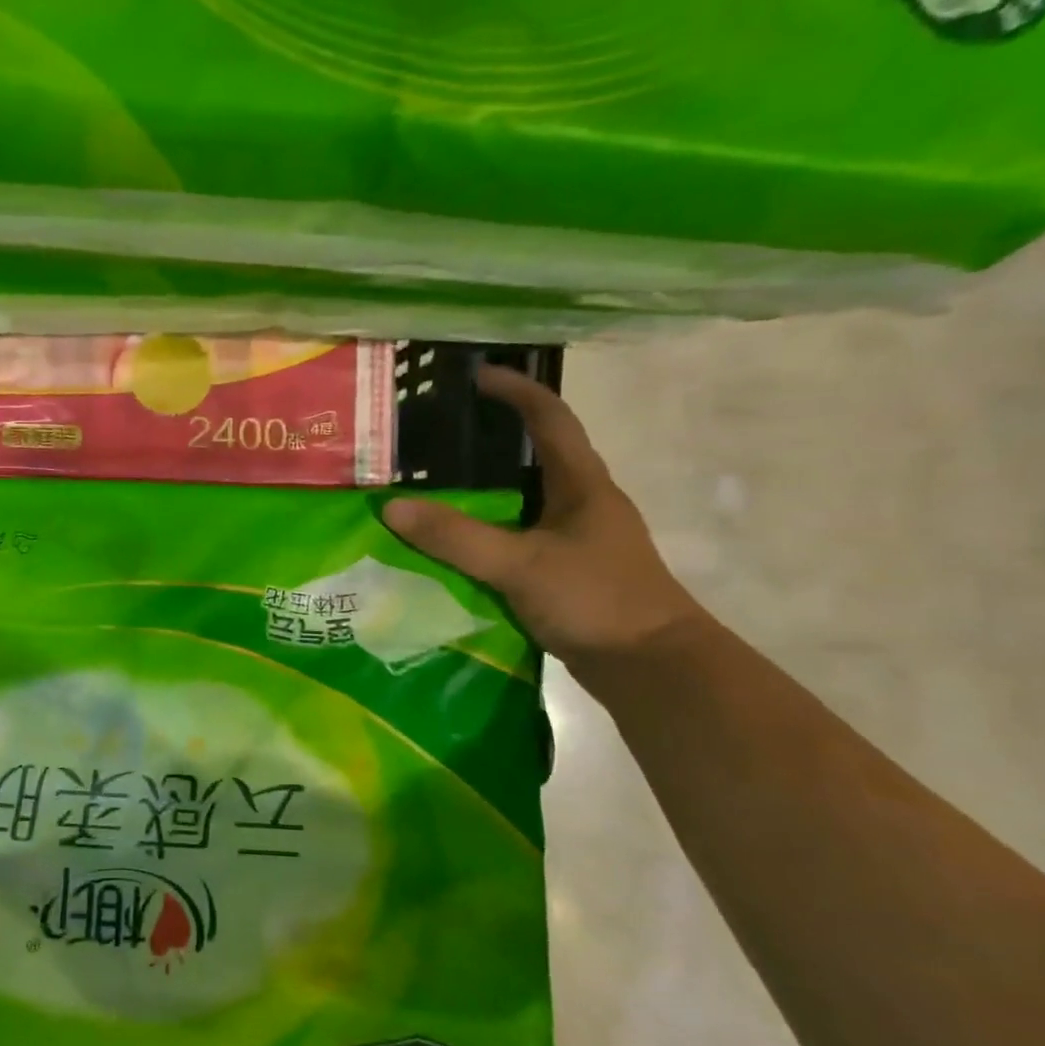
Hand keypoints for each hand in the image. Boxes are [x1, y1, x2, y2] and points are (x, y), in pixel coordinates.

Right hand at [384, 365, 705, 669]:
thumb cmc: (597, 600)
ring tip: (433, 486)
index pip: (550, 417)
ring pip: (523, 498)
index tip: (474, 376)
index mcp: (581, 484)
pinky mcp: (566, 570)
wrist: (653, 669)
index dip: (515, 390)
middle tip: (437, 437)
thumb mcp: (520, 565)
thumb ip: (456, 537)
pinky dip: (486, 529)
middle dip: (489, 438)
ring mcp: (575, 538)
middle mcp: (581, 502)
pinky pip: (518, 535)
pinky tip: (455, 543)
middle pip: (534, 453)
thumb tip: (391, 507)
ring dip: (484, 489)